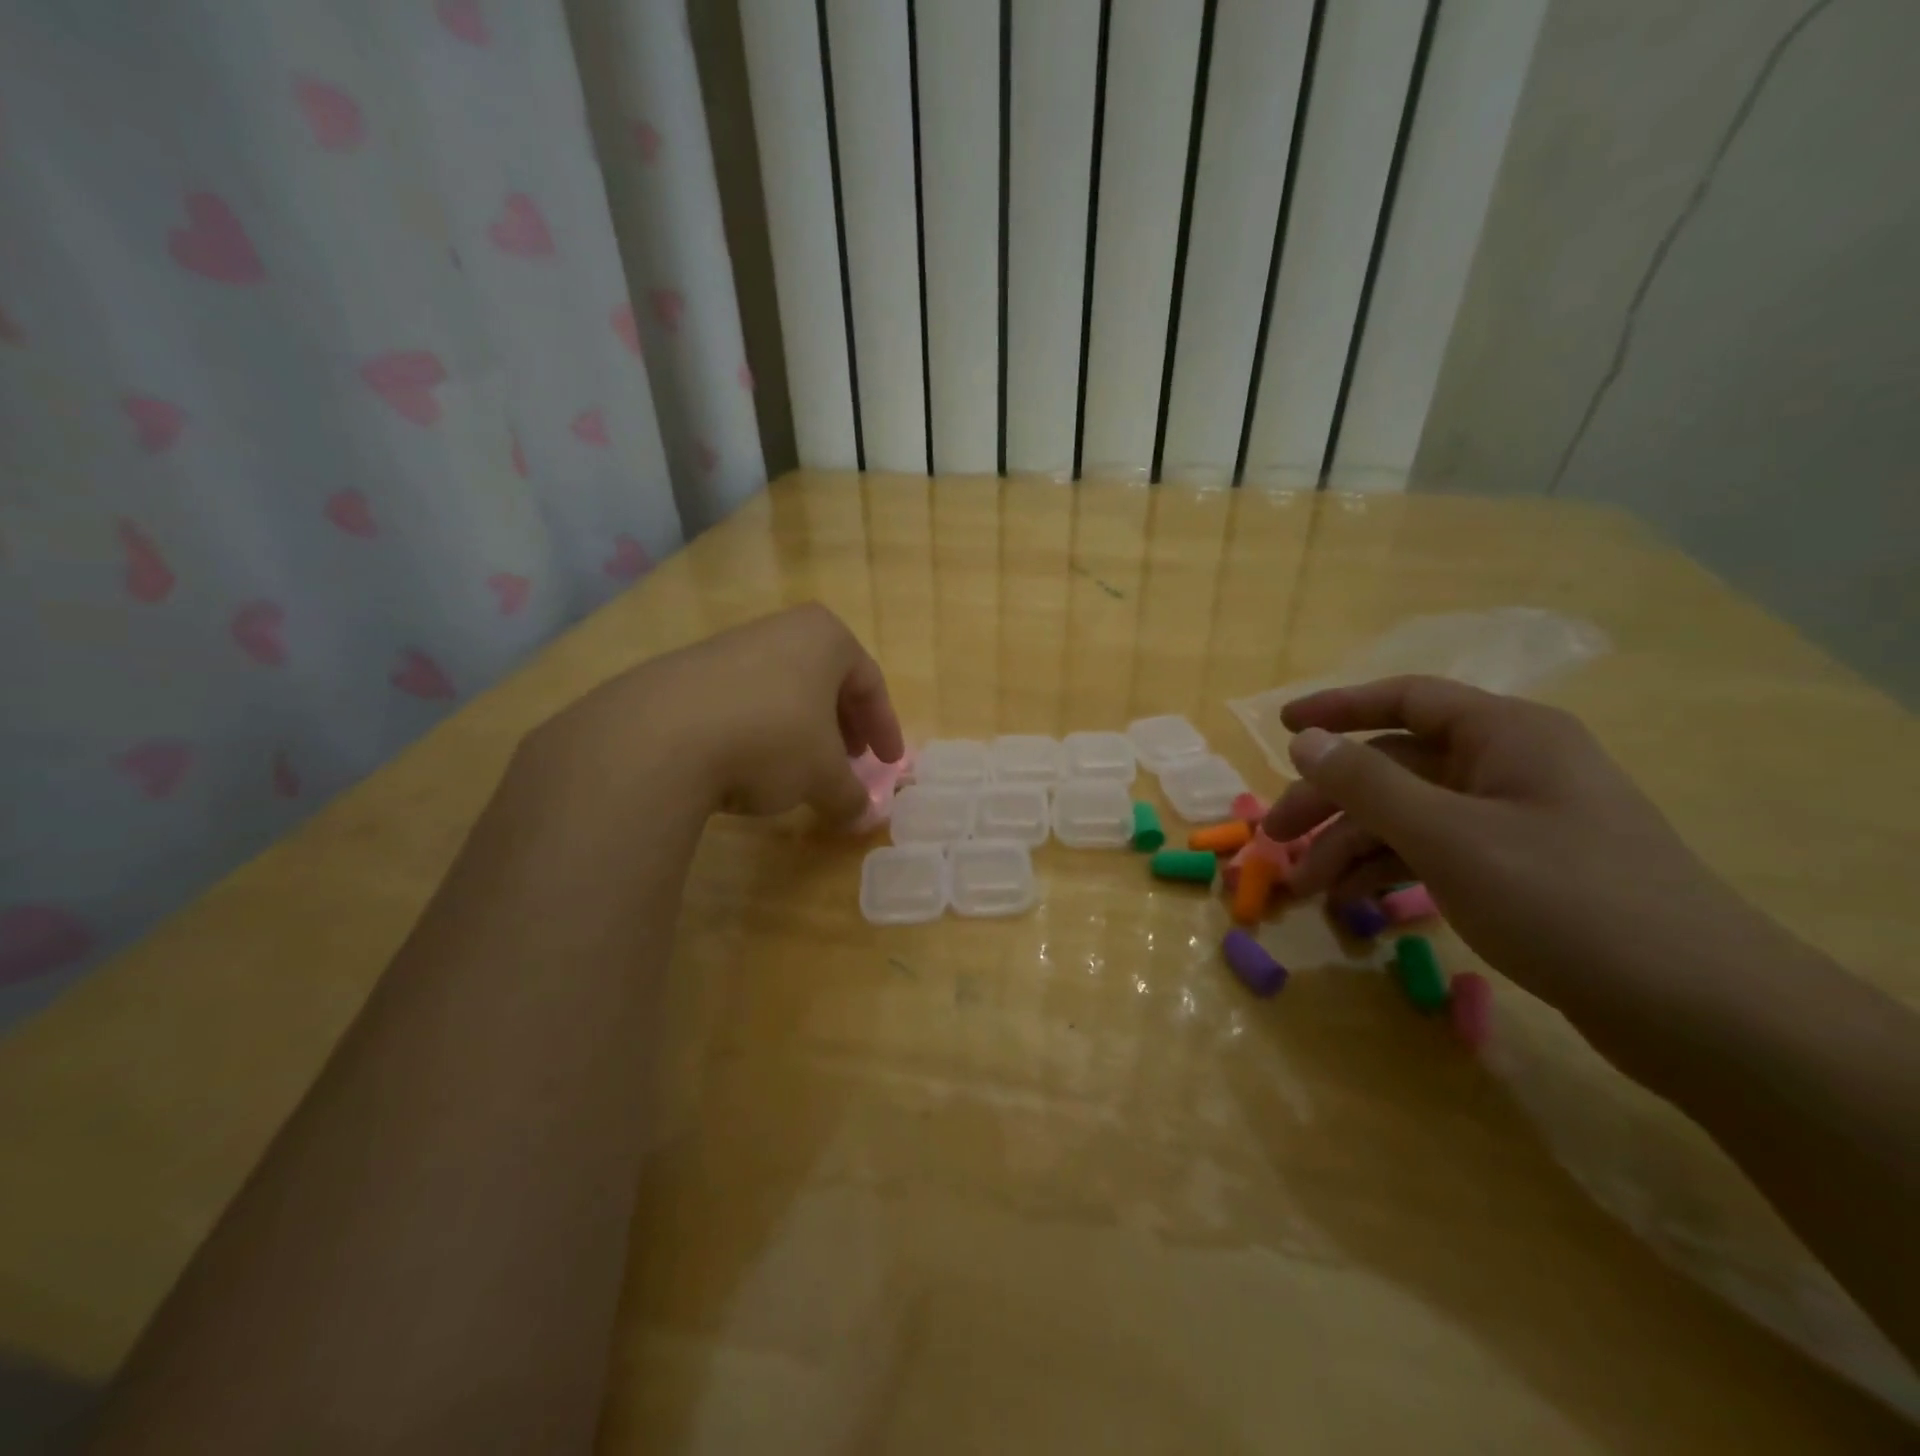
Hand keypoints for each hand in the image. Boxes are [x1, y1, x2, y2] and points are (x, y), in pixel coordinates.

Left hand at [529, 603, 903, 824]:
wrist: (658, 737)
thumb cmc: (770, 740)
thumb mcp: (823, 776)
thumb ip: (850, 796)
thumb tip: (863, 818)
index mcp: (824, 637)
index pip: (869, 681)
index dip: (884, 727)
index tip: (888, 762)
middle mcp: (778, 631)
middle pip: (825, 681)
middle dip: (842, 725)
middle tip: (848, 761)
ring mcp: (728, 647)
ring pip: (782, 690)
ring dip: (799, 730)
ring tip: (798, 769)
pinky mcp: (685, 673)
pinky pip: (740, 701)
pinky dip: (757, 731)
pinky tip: (746, 765)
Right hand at [1263, 676, 1770, 1034]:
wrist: (1698, 1010)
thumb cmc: (1563, 899)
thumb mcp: (1447, 835)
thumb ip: (1367, 782)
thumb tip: (1305, 740)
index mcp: (1506, 735)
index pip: (1406, 699)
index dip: (1338, 709)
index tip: (1280, 729)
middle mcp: (1510, 767)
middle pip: (1396, 766)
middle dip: (1330, 802)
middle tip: (1274, 840)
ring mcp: (1517, 821)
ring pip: (1411, 816)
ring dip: (1352, 847)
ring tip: (1308, 891)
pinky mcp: (1522, 871)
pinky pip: (1437, 853)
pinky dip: (1392, 873)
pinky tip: (1357, 906)